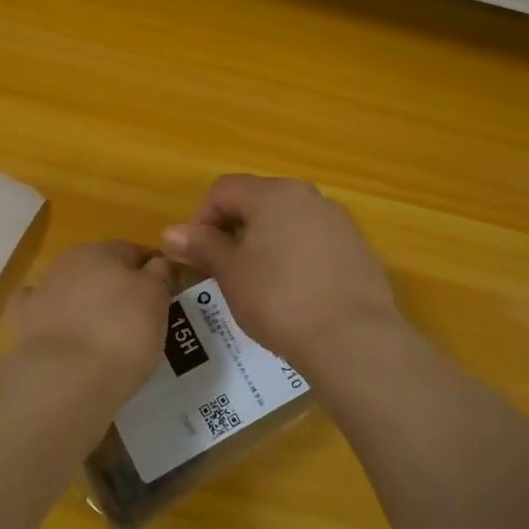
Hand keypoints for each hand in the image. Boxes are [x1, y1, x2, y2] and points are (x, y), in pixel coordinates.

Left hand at [9, 240, 172, 395]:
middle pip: (100, 269)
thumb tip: (157, 263)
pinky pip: (41, 313)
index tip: (166, 295)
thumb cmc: (121, 332)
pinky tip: (62, 334)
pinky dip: (52, 320)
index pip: (134, 251)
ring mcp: (41, 292)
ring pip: (71, 289)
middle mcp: (68, 262)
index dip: (152, 271)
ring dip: (85, 303)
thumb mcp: (156, 300)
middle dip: (117, 287)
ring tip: (104, 336)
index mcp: (101, 250)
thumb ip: (159, 275)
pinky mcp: (23, 323)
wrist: (66, 378)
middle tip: (138, 319)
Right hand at [162, 175, 399, 370]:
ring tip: (258, 284)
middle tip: (223, 269)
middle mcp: (309, 197)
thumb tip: (169, 233)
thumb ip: (201, 246)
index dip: (201, 219)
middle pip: (258, 201)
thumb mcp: (230, 273)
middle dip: (234, 230)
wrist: (353, 339)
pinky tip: (293, 294)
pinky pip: (315, 243)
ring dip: (265, 243)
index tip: (195, 256)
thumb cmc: (279, 299)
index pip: (224, 190)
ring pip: (288, 222)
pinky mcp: (359, 250)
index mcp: (274, 194)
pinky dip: (296, 258)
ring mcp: (339, 222)